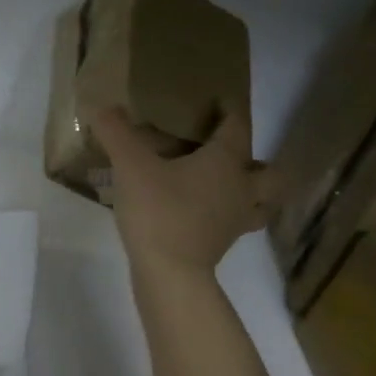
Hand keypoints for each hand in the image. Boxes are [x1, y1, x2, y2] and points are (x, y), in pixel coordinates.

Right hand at [92, 104, 277, 273]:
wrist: (170, 273)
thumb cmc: (158, 211)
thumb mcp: (130, 166)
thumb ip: (117, 133)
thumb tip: (103, 107)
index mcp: (226, 162)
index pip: (237, 127)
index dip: (230, 112)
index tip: (220, 102)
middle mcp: (242, 188)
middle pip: (272, 174)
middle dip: (259, 163)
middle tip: (232, 157)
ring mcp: (236, 221)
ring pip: (262, 204)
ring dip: (253, 195)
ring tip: (228, 189)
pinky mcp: (222, 246)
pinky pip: (236, 225)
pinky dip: (228, 217)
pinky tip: (204, 215)